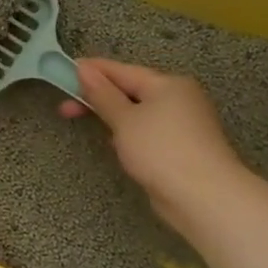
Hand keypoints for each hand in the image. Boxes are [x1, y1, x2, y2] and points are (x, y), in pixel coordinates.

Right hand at [59, 59, 243, 227]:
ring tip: (86, 123)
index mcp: (168, 84)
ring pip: (138, 112)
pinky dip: (128, 134)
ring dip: (113, 116)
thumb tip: (84, 69)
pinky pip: (147, 132)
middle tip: (65, 107)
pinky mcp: (181, 148)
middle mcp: (178, 99)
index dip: (92, 71)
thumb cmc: (160, 150)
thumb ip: (102, 94)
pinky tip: (115, 144)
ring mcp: (182, 124)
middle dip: (98, 97)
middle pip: (130, 90)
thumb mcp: (124, 119)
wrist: (204, 198)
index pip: (122, 70)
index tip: (64, 71)